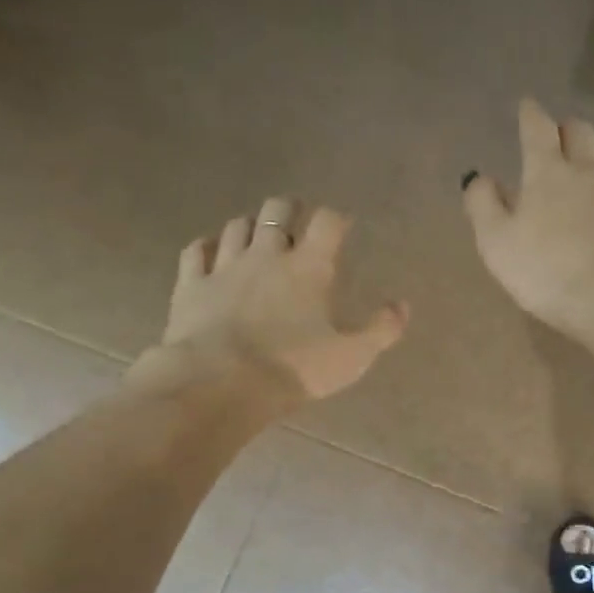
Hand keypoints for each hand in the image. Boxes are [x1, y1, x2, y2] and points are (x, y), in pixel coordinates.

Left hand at [160, 198, 408, 403]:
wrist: (221, 383)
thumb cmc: (294, 369)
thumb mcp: (351, 357)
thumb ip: (381, 330)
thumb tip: (402, 306)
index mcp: (309, 268)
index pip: (327, 222)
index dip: (336, 218)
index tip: (341, 227)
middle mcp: (266, 254)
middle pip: (277, 209)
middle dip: (290, 210)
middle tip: (297, 224)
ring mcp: (224, 266)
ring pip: (237, 226)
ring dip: (250, 226)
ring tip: (257, 237)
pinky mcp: (191, 284)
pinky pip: (196, 251)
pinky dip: (206, 246)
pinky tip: (210, 252)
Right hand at [462, 100, 593, 343]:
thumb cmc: (545, 271)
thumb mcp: (496, 243)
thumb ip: (483, 205)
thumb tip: (479, 177)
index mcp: (547, 172)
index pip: (537, 129)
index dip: (530, 115)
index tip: (526, 107)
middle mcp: (589, 169)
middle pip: (581, 131)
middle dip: (567, 129)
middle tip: (559, 139)